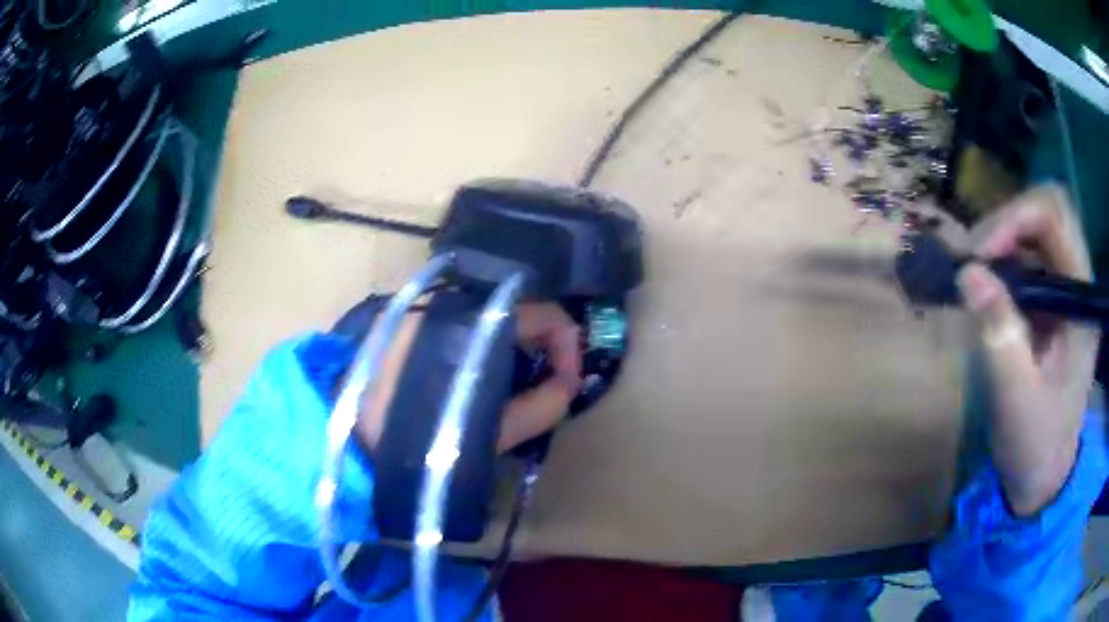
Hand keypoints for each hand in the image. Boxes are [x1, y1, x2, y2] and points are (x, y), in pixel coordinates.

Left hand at [356, 301, 581, 453]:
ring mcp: (424, 311)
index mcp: (479, 324)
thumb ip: (542, 406)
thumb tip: (568, 385)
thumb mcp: (494, 431)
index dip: (568, 343)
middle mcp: (452, 304)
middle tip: (543, 385)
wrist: (349, 441)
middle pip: (514, 311)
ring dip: (506, 347)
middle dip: (539, 347)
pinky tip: (467, 379)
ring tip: (506, 387)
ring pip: (484, 318)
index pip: (545, 313)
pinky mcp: (403, 323)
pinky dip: (475, 347)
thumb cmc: (425, 439)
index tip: (568, 380)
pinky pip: (455, 326)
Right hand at [957, 184, 1099, 515]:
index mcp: (1081, 303)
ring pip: (1037, 226)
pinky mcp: (1054, 299)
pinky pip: (1030, 254)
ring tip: (973, 270)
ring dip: (1002, 237)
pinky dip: (1003, 257)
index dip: (1014, 218)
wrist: (1044, 473)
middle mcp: (1078, 283)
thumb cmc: (1035, 444)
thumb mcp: (1015, 399)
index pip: (1056, 218)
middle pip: (1048, 209)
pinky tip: (986, 284)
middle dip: (1007, 220)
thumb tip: (967, 274)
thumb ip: (999, 334)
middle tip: (974, 256)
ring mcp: (1067, 289)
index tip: (978, 254)